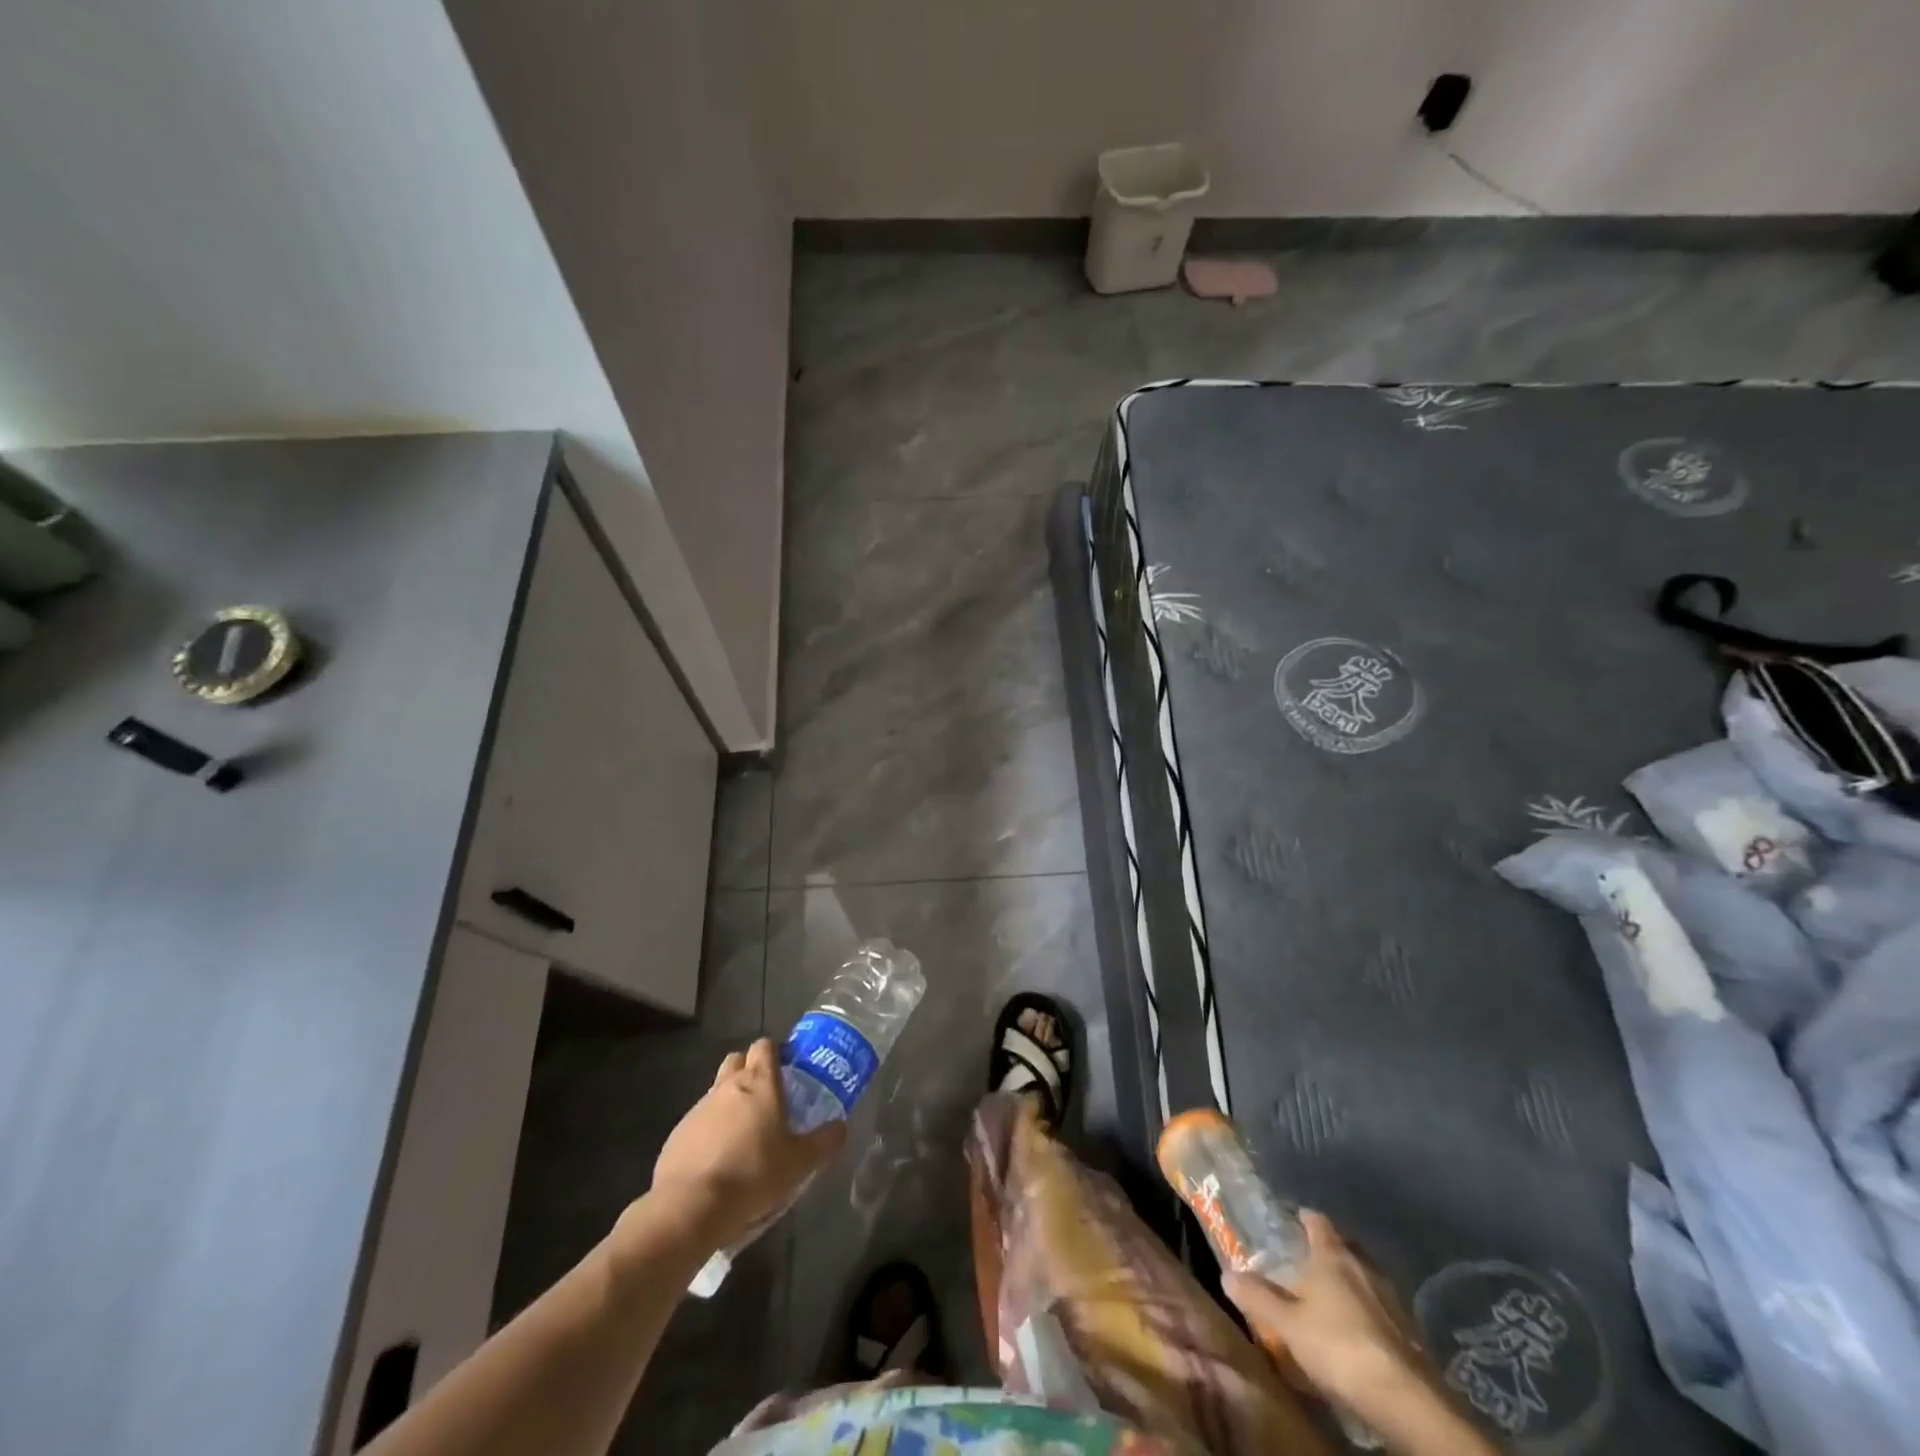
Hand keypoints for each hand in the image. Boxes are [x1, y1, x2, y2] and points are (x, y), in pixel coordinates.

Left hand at [648, 1039, 847, 1250]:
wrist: (691, 1207)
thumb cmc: (753, 1174)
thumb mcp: (800, 1163)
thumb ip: (825, 1142)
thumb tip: (841, 1127)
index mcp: (759, 1082)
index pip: (766, 1046)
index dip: (777, 1053)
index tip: (788, 1070)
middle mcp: (727, 1085)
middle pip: (738, 1060)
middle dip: (750, 1070)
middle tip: (767, 1098)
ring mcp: (699, 1108)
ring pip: (717, 1091)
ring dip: (730, 1103)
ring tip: (744, 1135)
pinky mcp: (678, 1133)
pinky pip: (699, 1121)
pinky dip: (710, 1131)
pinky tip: (718, 1160)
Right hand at [1224, 1211, 1436, 1411]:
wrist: (1404, 1399)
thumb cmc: (1338, 1346)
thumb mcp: (1287, 1324)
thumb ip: (1258, 1297)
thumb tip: (1226, 1274)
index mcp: (1332, 1255)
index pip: (1317, 1221)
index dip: (1304, 1218)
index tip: (1292, 1220)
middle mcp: (1363, 1265)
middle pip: (1343, 1246)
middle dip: (1326, 1250)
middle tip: (1305, 1260)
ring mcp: (1390, 1297)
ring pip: (1363, 1276)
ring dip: (1348, 1281)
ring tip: (1328, 1296)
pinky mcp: (1408, 1329)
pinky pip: (1380, 1306)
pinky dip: (1366, 1308)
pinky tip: (1355, 1328)